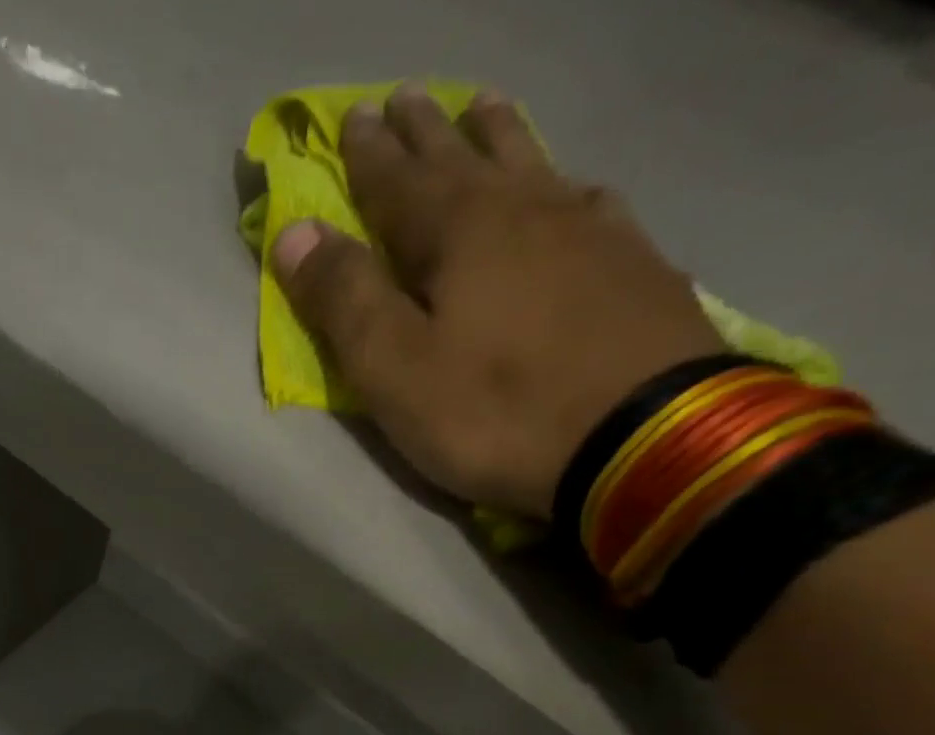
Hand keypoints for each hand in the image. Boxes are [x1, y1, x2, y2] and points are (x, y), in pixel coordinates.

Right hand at [272, 86, 724, 519]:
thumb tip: (294, 232)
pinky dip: (562, 181)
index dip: (368, 154)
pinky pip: (586, 197)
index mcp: (458, 233)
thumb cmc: (494, 411)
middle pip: (464, 158)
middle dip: (427, 131)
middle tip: (406, 98)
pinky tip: (567, 183)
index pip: (398, 182)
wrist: (640, 435)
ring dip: (498, 136)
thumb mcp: (394, 369)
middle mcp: (523, 210)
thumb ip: (343, 300)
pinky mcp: (632, 262)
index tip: (350, 117)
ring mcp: (587, 229)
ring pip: (531, 164)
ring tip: (482, 109)